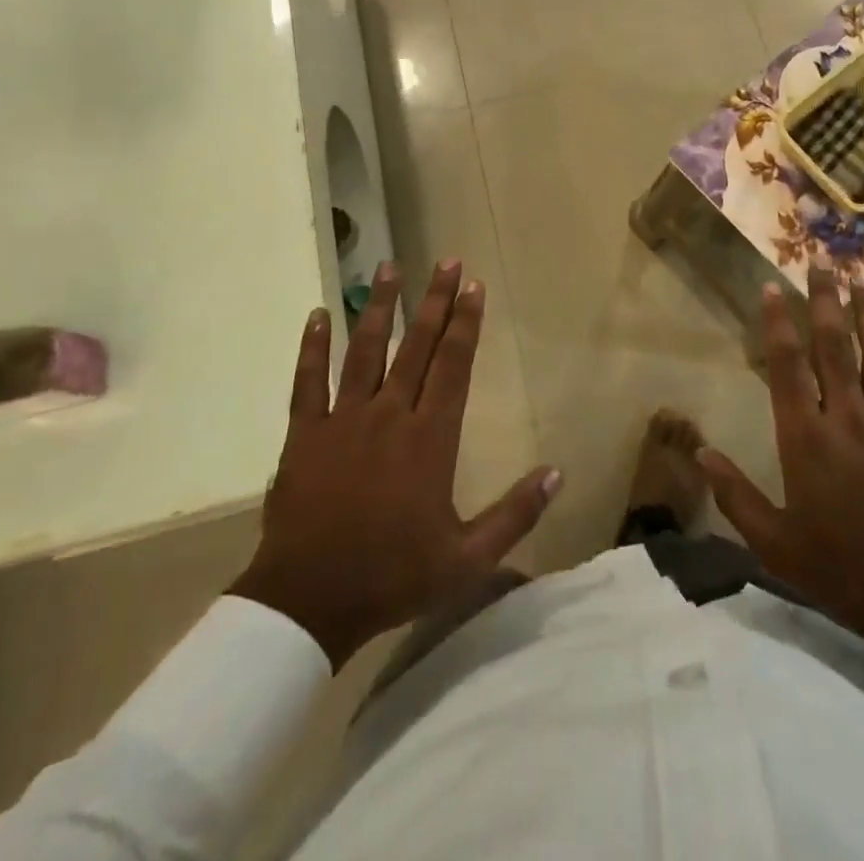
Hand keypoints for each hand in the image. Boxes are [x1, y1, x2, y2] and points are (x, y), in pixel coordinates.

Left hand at [229, 261, 561, 668]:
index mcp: (430, 438)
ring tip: (388, 268)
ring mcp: (344, 421)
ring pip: (364, 352)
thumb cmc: (393, 577)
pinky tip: (318, 315)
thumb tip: (558, 473)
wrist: (309, 603)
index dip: (465, 323)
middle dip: (434, 301)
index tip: (473, 286)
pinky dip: (312, 348)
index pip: (454, 366)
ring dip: (378, 308)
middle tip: (445, 261)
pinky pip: (308, 382)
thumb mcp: (468, 558)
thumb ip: (515, 514)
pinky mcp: (306, 435)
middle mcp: (390, 416)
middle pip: (416, 347)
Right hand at [698, 268, 863, 679]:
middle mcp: (849, 419)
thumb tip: (700, 452)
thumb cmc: (840, 569)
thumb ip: (734, 495)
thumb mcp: (774, 543)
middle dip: (827, 300)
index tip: (773, 287)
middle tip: (822, 262)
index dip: (779, 323)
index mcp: (807, 440)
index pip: (789, 367)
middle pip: (837, 346)